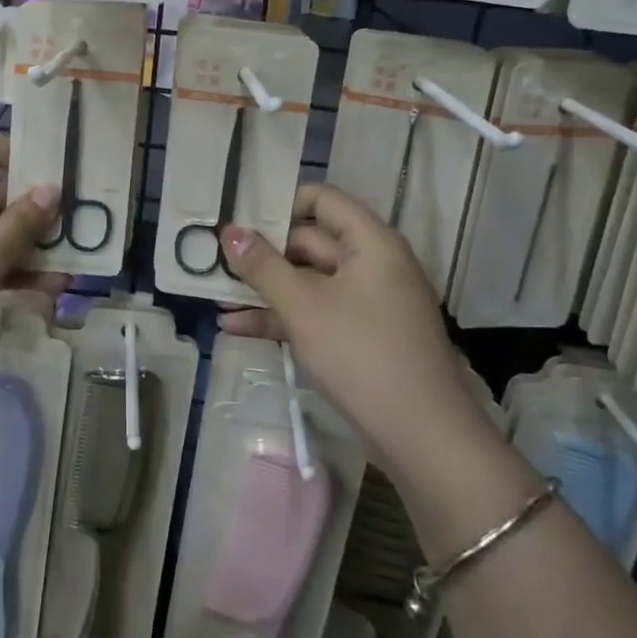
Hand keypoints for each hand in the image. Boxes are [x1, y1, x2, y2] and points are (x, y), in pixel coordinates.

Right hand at [217, 183, 485, 460]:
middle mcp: (372, 263)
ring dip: (265, 289)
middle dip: (263, 252)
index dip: (281, 202)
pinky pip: (315, 313)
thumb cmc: (362, 354)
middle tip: (214, 259)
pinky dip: (281, 317)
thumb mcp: (304, 307)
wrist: (423, 438)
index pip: (323, 199)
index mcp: (370, 242)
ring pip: (308, 281)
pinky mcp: (359, 337)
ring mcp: (367, 302)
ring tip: (215, 294)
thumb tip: (229, 231)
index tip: (239, 217)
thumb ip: (263, 266)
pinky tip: (235, 327)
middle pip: (310, 241)